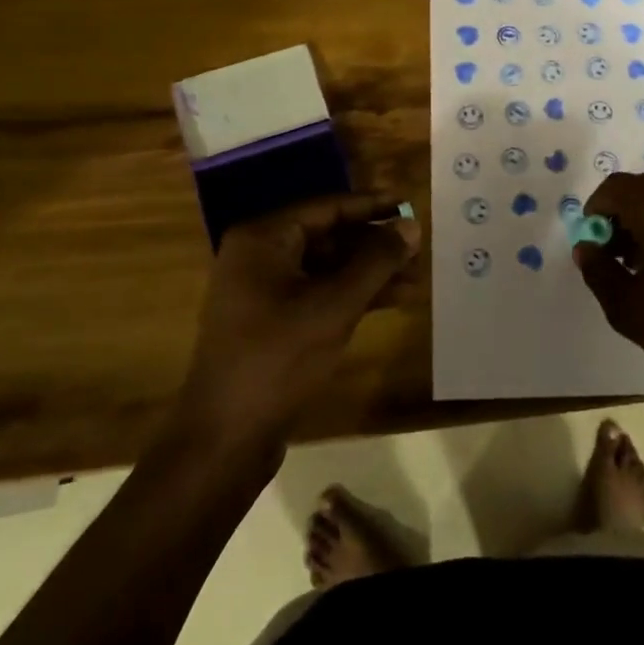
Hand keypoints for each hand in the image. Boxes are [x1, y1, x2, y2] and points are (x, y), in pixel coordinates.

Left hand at [176, 194, 420, 454]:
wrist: (225, 439)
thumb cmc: (278, 359)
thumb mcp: (334, 305)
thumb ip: (376, 261)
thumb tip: (410, 226)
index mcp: (263, 238)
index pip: (327, 207)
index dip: (371, 206)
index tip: (410, 204)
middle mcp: (258, 256)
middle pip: (327, 236)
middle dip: (374, 244)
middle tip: (418, 248)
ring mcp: (262, 291)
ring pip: (326, 267)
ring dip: (368, 272)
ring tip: (415, 278)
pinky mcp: (271, 322)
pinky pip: (318, 293)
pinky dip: (352, 295)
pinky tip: (391, 301)